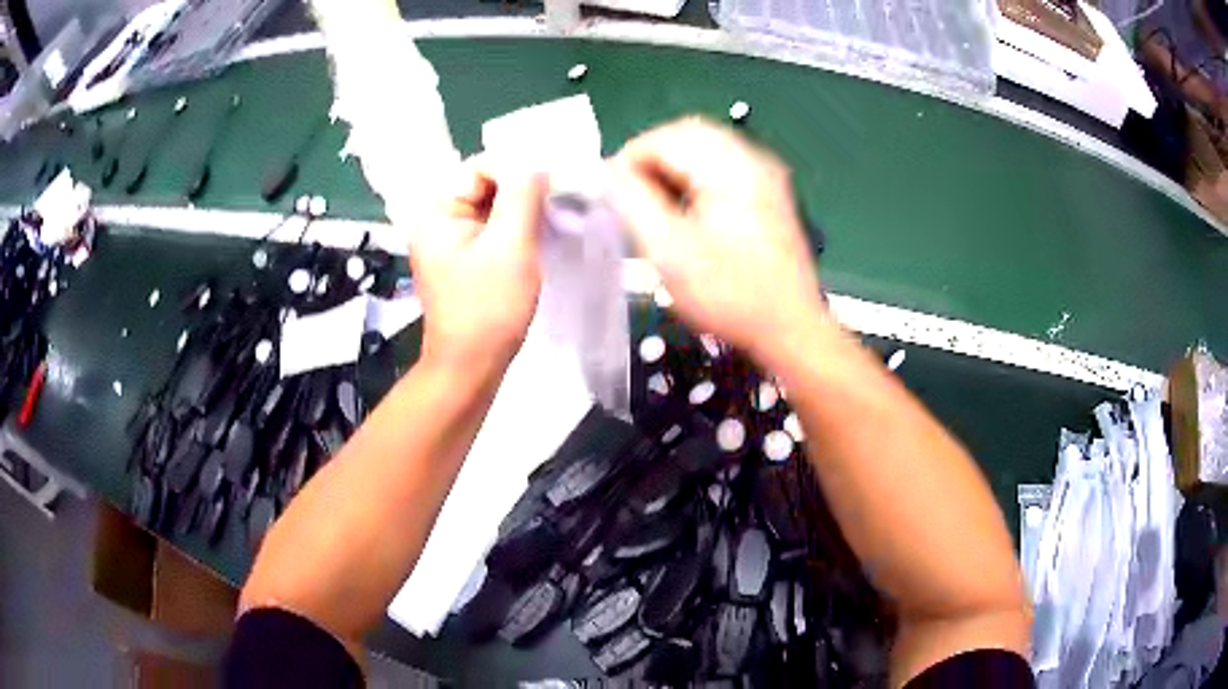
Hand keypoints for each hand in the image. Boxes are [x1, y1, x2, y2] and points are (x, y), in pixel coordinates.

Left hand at [409, 158, 545, 369]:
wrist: (472, 366)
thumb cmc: (488, 308)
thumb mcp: (511, 245)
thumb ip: (522, 195)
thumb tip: (535, 161)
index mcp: (436, 211)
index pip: (479, 166)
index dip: (516, 168)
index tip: (551, 183)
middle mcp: (437, 218)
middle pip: (485, 183)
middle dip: (521, 188)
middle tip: (557, 199)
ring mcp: (451, 239)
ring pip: (493, 205)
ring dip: (522, 208)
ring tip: (552, 217)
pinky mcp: (465, 256)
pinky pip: (493, 226)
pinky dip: (516, 226)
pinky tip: (539, 233)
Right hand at [608, 117, 827, 360]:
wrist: (790, 329)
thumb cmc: (729, 295)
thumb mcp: (669, 252)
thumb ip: (632, 203)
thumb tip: (606, 173)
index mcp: (730, 167)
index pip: (663, 138)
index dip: (628, 161)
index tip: (610, 195)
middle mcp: (752, 159)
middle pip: (686, 135)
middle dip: (649, 160)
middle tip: (629, 198)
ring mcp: (765, 175)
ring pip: (704, 148)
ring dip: (671, 168)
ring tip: (653, 206)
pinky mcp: (769, 192)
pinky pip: (722, 166)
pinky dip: (694, 178)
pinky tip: (685, 210)